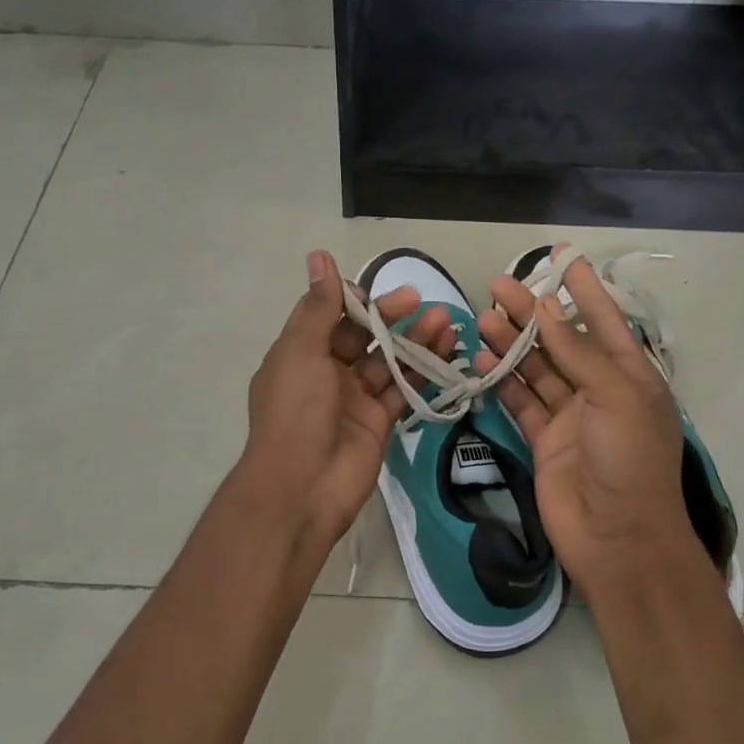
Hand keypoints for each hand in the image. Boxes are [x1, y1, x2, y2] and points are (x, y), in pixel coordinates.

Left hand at [237, 250, 454, 556]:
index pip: (330, 315)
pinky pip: (403, 391)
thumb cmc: (296, 412)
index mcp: (299, 354)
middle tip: (421, 300)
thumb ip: (318, 306)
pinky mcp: (378, 423)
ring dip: (414, 341)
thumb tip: (318, 256)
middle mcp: (326, 373)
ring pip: (388, 362)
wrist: (302, 488)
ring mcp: (353, 399)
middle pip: (363, 336)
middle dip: (391, 316)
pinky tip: (447, 353)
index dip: (354, 300)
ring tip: (445, 321)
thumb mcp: (301, 351)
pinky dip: (424, 373)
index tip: (379, 289)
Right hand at [474, 246, 697, 597]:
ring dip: (510, 344)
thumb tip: (545, 309)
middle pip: (560, 341)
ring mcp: (570, 416)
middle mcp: (600, 390)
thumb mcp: (615, 396)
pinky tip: (481, 361)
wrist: (617, 538)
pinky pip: (520, 402)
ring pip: (536, 369)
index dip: (584, 288)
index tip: (562, 258)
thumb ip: (578, 352)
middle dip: (531, 312)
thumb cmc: (629, 460)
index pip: (605, 320)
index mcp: (631, 375)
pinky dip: (502, 381)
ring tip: (482, 319)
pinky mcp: (544, 440)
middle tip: (496, 286)